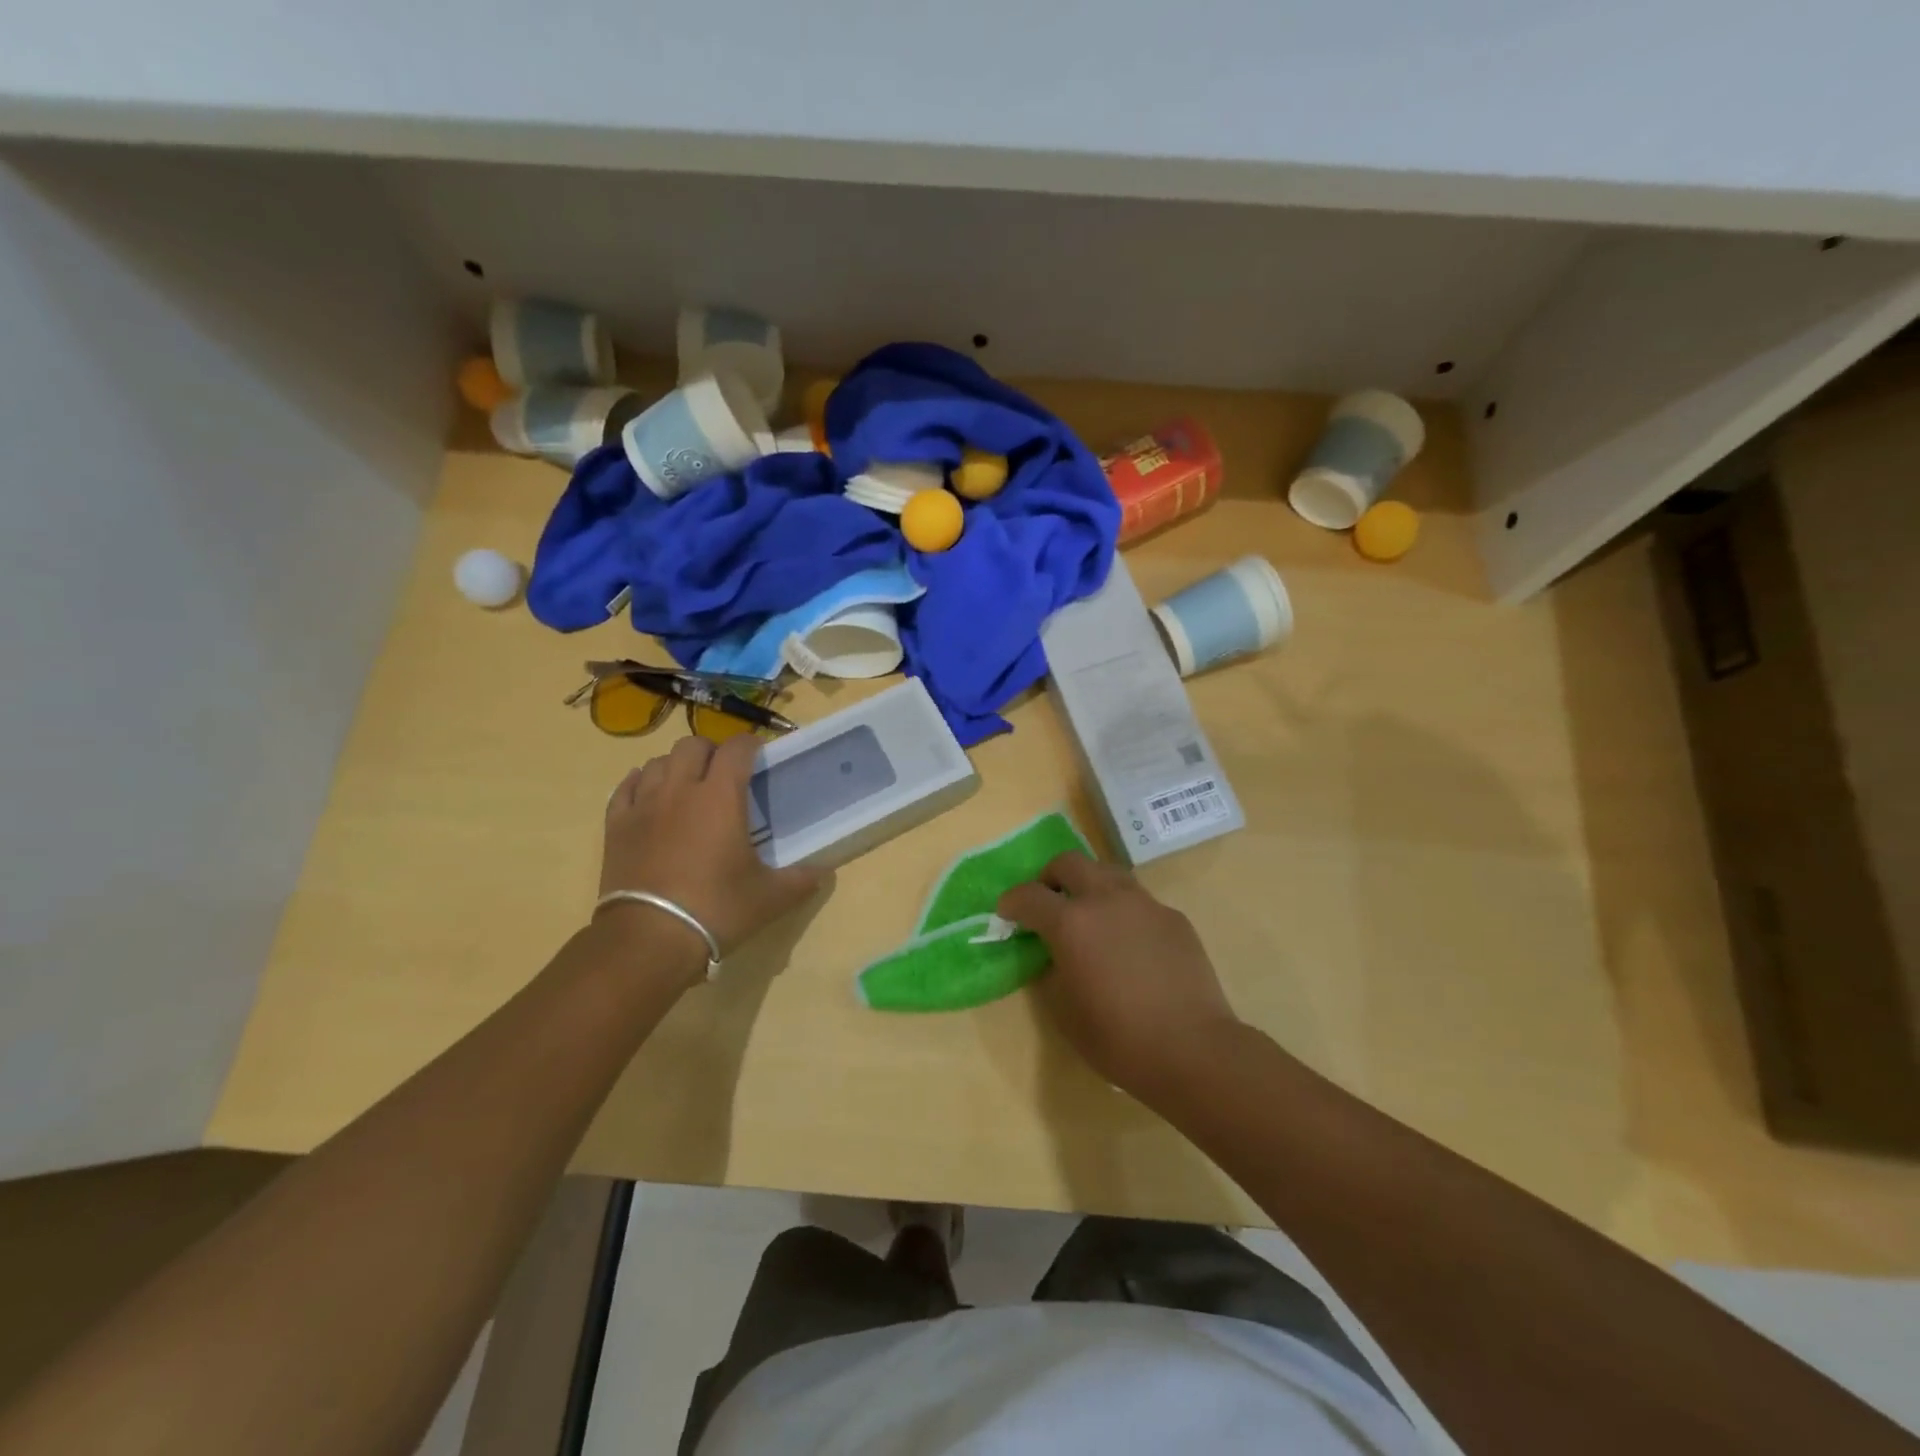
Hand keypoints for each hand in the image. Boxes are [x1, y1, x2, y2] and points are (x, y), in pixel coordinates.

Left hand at [598, 735, 825, 967]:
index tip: (760, 755)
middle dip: (712, 751)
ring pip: (658, 762)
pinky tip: (649, 796)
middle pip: (693, 745)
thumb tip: (824, 872)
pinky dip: (641, 783)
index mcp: (721, 796)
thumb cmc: (716, 910)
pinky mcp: (615, 826)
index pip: (737, 748)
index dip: (751, 744)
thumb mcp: (770, 898)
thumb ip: (800, 880)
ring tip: (688, 786)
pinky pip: (626, 787)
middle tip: (724, 773)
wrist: (648, 939)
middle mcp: (681, 789)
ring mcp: (643, 805)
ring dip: (677, 766)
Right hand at [998, 852, 1240, 1098]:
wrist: (1193, 1050)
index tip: (1006, 913)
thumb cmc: (1119, 1038)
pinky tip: (1129, 944)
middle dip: (1050, 877)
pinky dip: (1122, 911)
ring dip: (1089, 886)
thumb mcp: (1065, 1010)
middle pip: (1069, 863)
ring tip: (1089, 917)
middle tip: (1047, 903)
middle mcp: (1106, 899)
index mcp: (1071, 922)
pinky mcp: (1173, 917)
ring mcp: (1145, 904)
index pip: (1029, 896)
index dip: (1012, 902)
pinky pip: (1139, 901)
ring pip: (1107, 873)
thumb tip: (1054, 952)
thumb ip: (1052, 969)